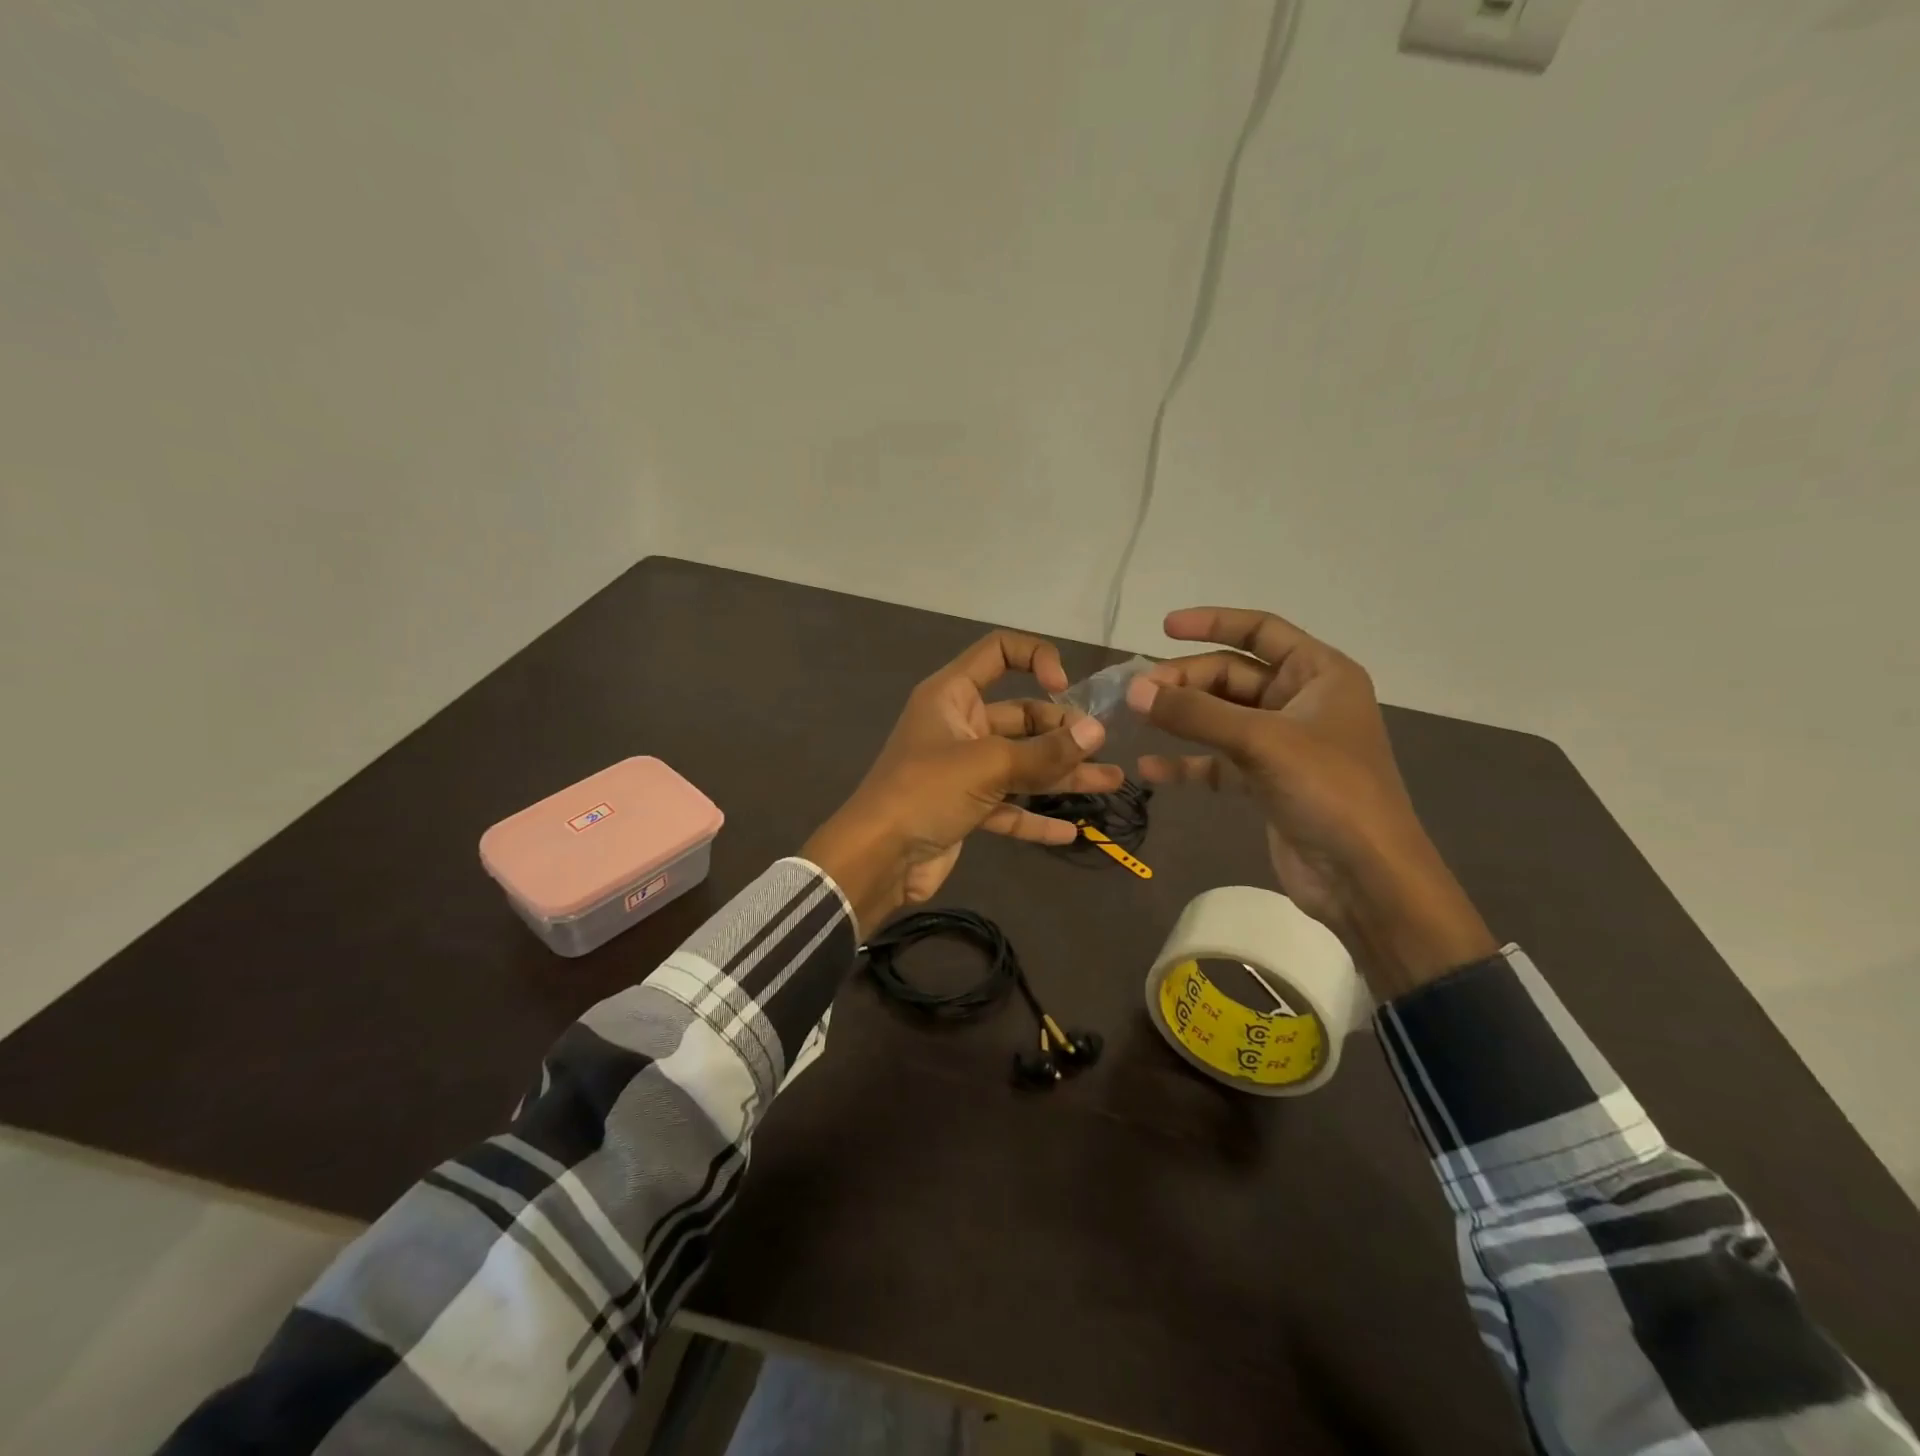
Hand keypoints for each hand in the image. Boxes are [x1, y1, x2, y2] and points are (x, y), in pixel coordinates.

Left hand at [804, 631, 1123, 935]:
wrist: (877, 859)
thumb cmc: (926, 792)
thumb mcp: (987, 765)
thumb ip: (1044, 751)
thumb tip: (1096, 733)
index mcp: (952, 695)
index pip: (998, 652)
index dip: (1036, 658)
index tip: (1065, 689)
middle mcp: (958, 725)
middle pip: (1020, 716)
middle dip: (1062, 731)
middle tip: (1101, 749)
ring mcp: (962, 769)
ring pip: (1021, 764)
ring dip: (1062, 774)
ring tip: (1111, 781)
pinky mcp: (965, 808)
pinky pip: (1009, 806)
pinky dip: (1036, 817)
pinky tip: (1071, 830)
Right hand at [1126, 607, 1495, 996]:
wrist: (1365, 877)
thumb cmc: (1328, 790)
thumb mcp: (1261, 741)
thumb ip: (1195, 713)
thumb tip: (1134, 690)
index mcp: (1320, 674)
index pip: (1261, 631)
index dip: (1213, 623)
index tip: (1163, 628)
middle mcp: (1302, 702)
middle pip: (1233, 676)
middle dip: (1186, 680)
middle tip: (1140, 692)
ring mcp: (1283, 744)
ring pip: (1221, 718)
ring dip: (1182, 718)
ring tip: (1138, 719)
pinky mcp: (1267, 782)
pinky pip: (1218, 761)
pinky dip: (1188, 762)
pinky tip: (1151, 768)